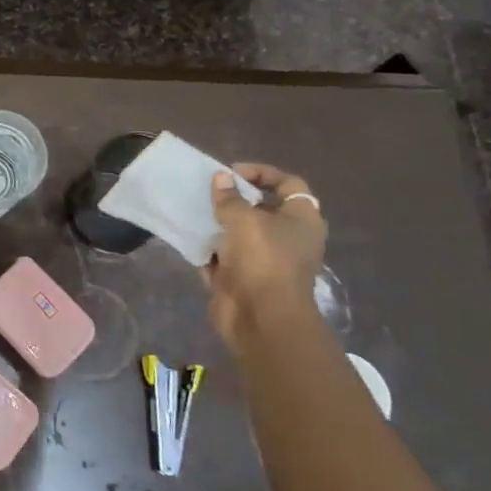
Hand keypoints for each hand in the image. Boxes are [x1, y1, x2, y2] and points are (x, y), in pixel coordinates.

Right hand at [201, 162, 326, 346]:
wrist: (260, 317)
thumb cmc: (262, 259)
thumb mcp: (244, 220)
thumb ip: (229, 197)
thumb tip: (221, 178)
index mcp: (301, 220)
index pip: (288, 184)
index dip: (261, 173)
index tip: (231, 173)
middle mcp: (287, 238)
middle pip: (261, 208)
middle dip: (234, 199)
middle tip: (209, 192)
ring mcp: (264, 260)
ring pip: (239, 233)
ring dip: (217, 223)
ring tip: (194, 211)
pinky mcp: (242, 278)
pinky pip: (223, 256)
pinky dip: (208, 249)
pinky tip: (189, 237)